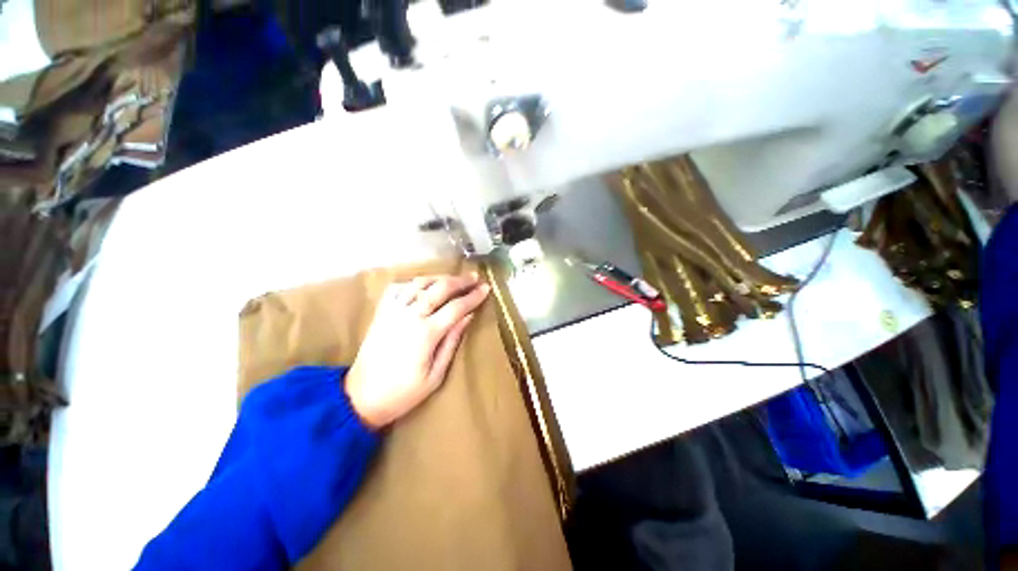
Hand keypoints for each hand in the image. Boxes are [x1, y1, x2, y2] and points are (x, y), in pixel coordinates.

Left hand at [344, 274, 489, 428]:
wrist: (360, 398)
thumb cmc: (403, 393)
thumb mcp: (435, 375)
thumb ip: (452, 342)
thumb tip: (468, 317)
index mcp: (426, 334)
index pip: (456, 307)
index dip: (473, 296)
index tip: (486, 288)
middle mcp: (410, 316)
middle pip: (439, 288)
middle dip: (460, 281)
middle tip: (474, 277)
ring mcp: (393, 311)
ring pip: (420, 283)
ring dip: (439, 277)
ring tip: (453, 279)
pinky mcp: (381, 312)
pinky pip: (398, 288)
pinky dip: (413, 282)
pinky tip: (423, 285)